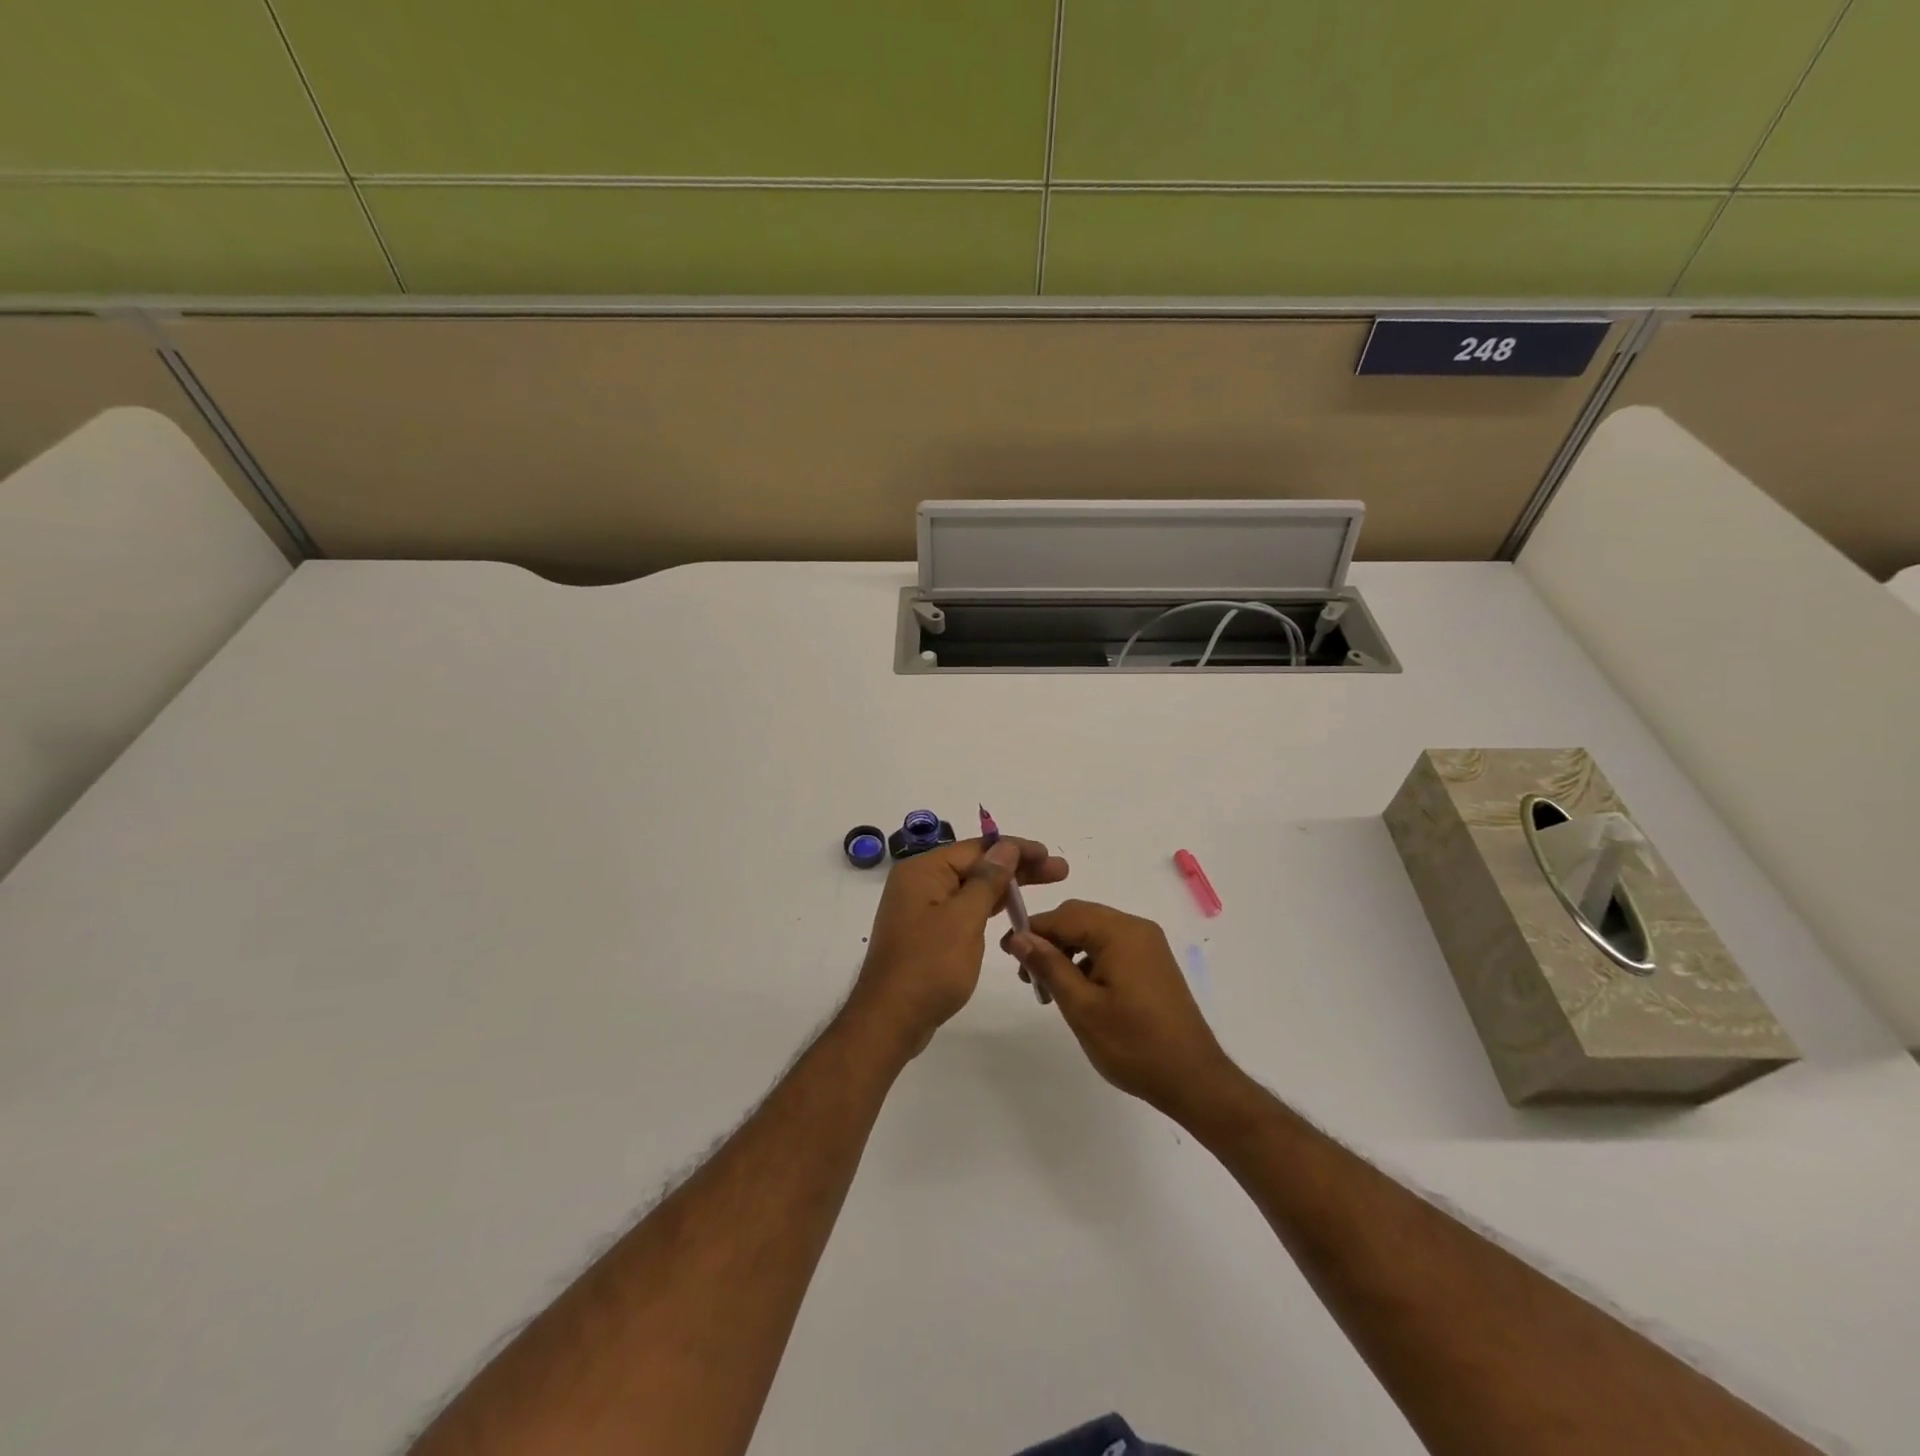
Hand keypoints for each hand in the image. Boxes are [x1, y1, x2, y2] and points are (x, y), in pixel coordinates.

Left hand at [850, 837, 1068, 1057]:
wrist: (890, 1020)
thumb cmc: (929, 966)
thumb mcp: (964, 919)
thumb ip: (987, 880)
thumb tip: (1005, 847)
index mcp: (923, 870)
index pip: (977, 849)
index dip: (1016, 849)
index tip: (1049, 855)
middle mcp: (920, 882)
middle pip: (976, 866)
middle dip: (1017, 868)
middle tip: (1060, 871)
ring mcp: (922, 908)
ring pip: (972, 888)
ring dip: (1006, 888)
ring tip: (1046, 886)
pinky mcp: (927, 932)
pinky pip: (963, 909)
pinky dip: (988, 908)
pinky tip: (1012, 911)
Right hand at [1005, 900, 1238, 1118]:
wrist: (1194, 1080)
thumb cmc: (1133, 1044)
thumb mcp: (1081, 1007)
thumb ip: (1049, 966)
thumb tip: (1019, 936)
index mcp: (1120, 932)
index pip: (1064, 915)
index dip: (1031, 929)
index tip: (1005, 952)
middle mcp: (1136, 928)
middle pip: (1080, 917)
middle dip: (1050, 940)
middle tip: (1028, 975)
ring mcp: (1149, 945)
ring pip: (1095, 932)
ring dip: (1068, 950)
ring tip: (1050, 989)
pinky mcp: (1154, 963)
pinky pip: (1112, 947)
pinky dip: (1089, 960)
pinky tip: (1079, 991)